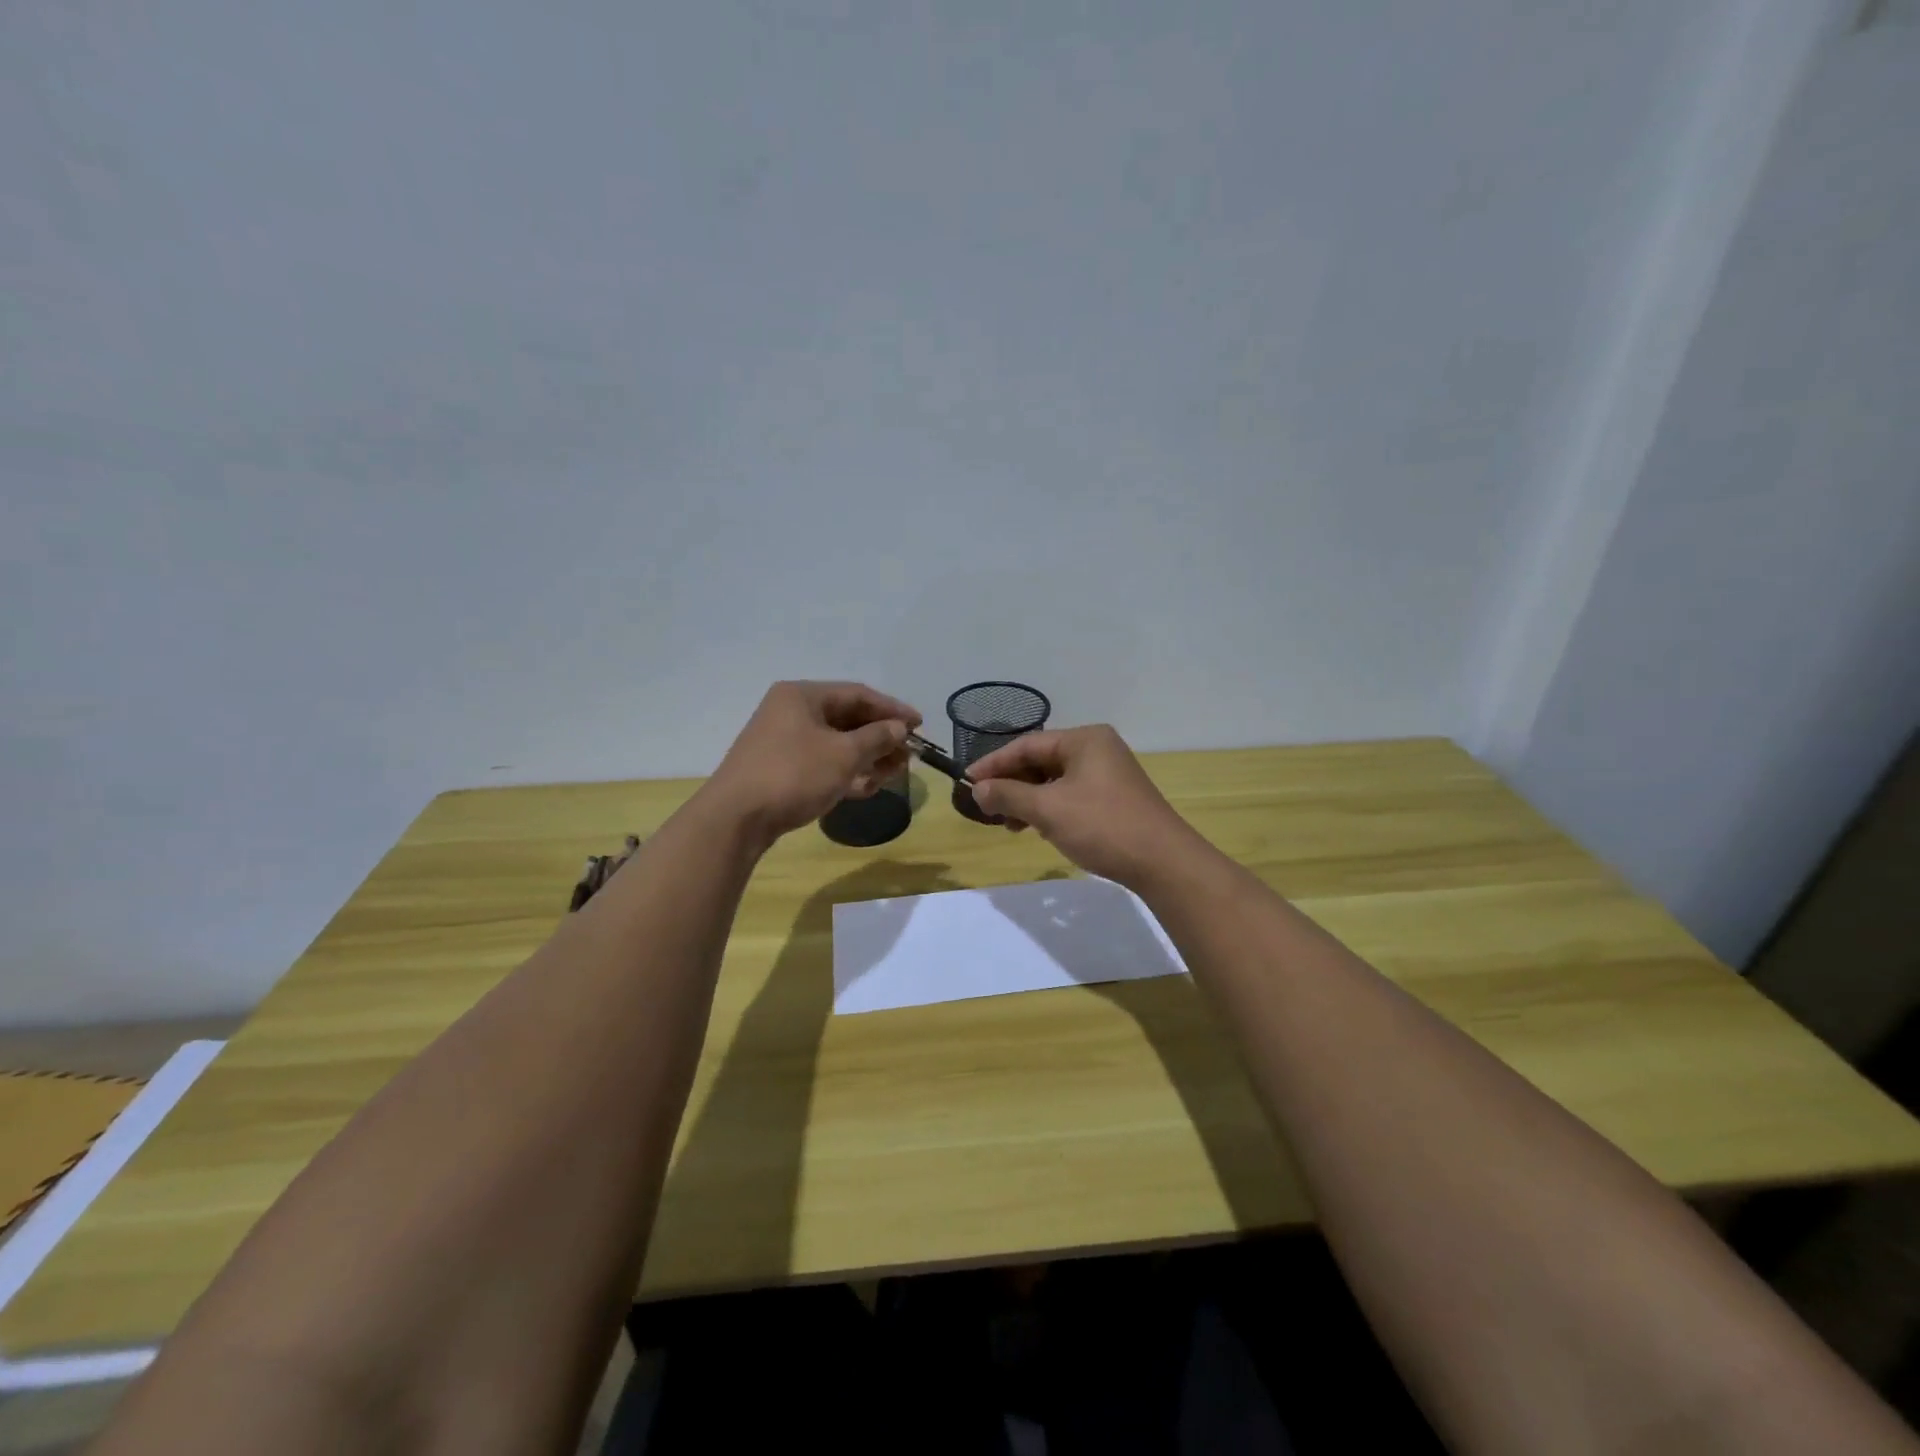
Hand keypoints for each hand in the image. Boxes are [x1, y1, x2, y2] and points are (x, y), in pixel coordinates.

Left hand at [707, 681, 920, 840]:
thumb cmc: (793, 775)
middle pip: (848, 719)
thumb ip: (877, 737)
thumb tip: (899, 727)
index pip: (858, 694)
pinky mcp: (781, 769)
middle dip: (881, 738)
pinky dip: (846, 772)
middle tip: (908, 755)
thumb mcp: (843, 755)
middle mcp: (791, 712)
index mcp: (803, 696)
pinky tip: (867, 787)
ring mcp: (783, 742)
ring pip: (836, 744)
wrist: (735, 819)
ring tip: (893, 774)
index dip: (892, 709)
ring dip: (867, 758)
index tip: (920, 725)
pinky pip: (822, 763)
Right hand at [967, 725, 1199, 886]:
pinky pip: (1070, 795)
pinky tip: (1039, 829)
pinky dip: (1049, 809)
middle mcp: (1097, 749)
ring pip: (1054, 781)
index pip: (1027, 745)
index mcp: (1084, 739)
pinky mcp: (1114, 798)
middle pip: (1041, 761)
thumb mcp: (1048, 809)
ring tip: (1010, 826)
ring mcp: (1108, 774)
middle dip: (1012, 785)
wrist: (1163, 862)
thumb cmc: (1102, 826)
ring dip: (1028, 800)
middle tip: (987, 808)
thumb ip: (1008, 795)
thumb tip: (977, 789)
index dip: (994, 764)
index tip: (967, 783)